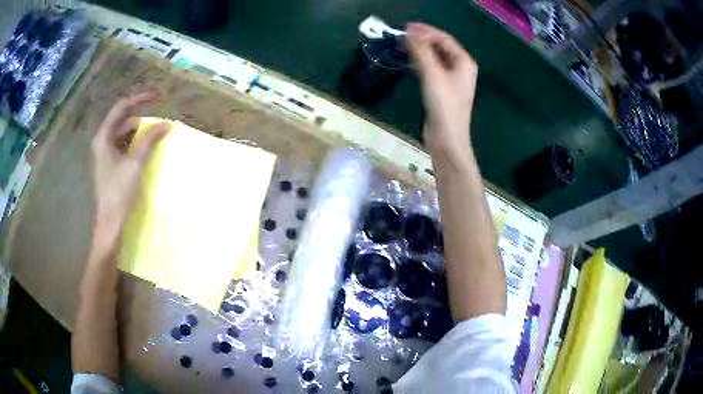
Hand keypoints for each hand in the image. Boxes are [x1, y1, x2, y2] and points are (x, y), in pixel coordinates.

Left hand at [90, 92, 169, 254]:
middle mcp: (101, 141)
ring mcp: (104, 153)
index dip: (140, 99)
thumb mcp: (135, 163)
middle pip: (123, 121)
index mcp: (103, 137)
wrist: (110, 222)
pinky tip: (145, 148)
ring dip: (138, 132)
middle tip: (159, 123)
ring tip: (154, 135)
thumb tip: (166, 125)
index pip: (122, 108)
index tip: (158, 97)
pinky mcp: (108, 164)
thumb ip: (149, 140)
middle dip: (141, 119)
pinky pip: (122, 145)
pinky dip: (134, 144)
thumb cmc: (119, 192)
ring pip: (123, 134)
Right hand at [406, 22, 477, 155]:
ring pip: (435, 58)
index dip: (426, 31)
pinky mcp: (443, 89)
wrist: (447, 138)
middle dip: (422, 39)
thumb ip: (421, 51)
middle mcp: (461, 68)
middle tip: (402, 35)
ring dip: (420, 50)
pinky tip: (409, 61)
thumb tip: (410, 33)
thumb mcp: (432, 74)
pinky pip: (432, 69)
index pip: (444, 39)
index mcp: (464, 62)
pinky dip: (421, 62)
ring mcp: (452, 79)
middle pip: (441, 47)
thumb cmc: (444, 104)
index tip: (406, 27)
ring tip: (403, 45)